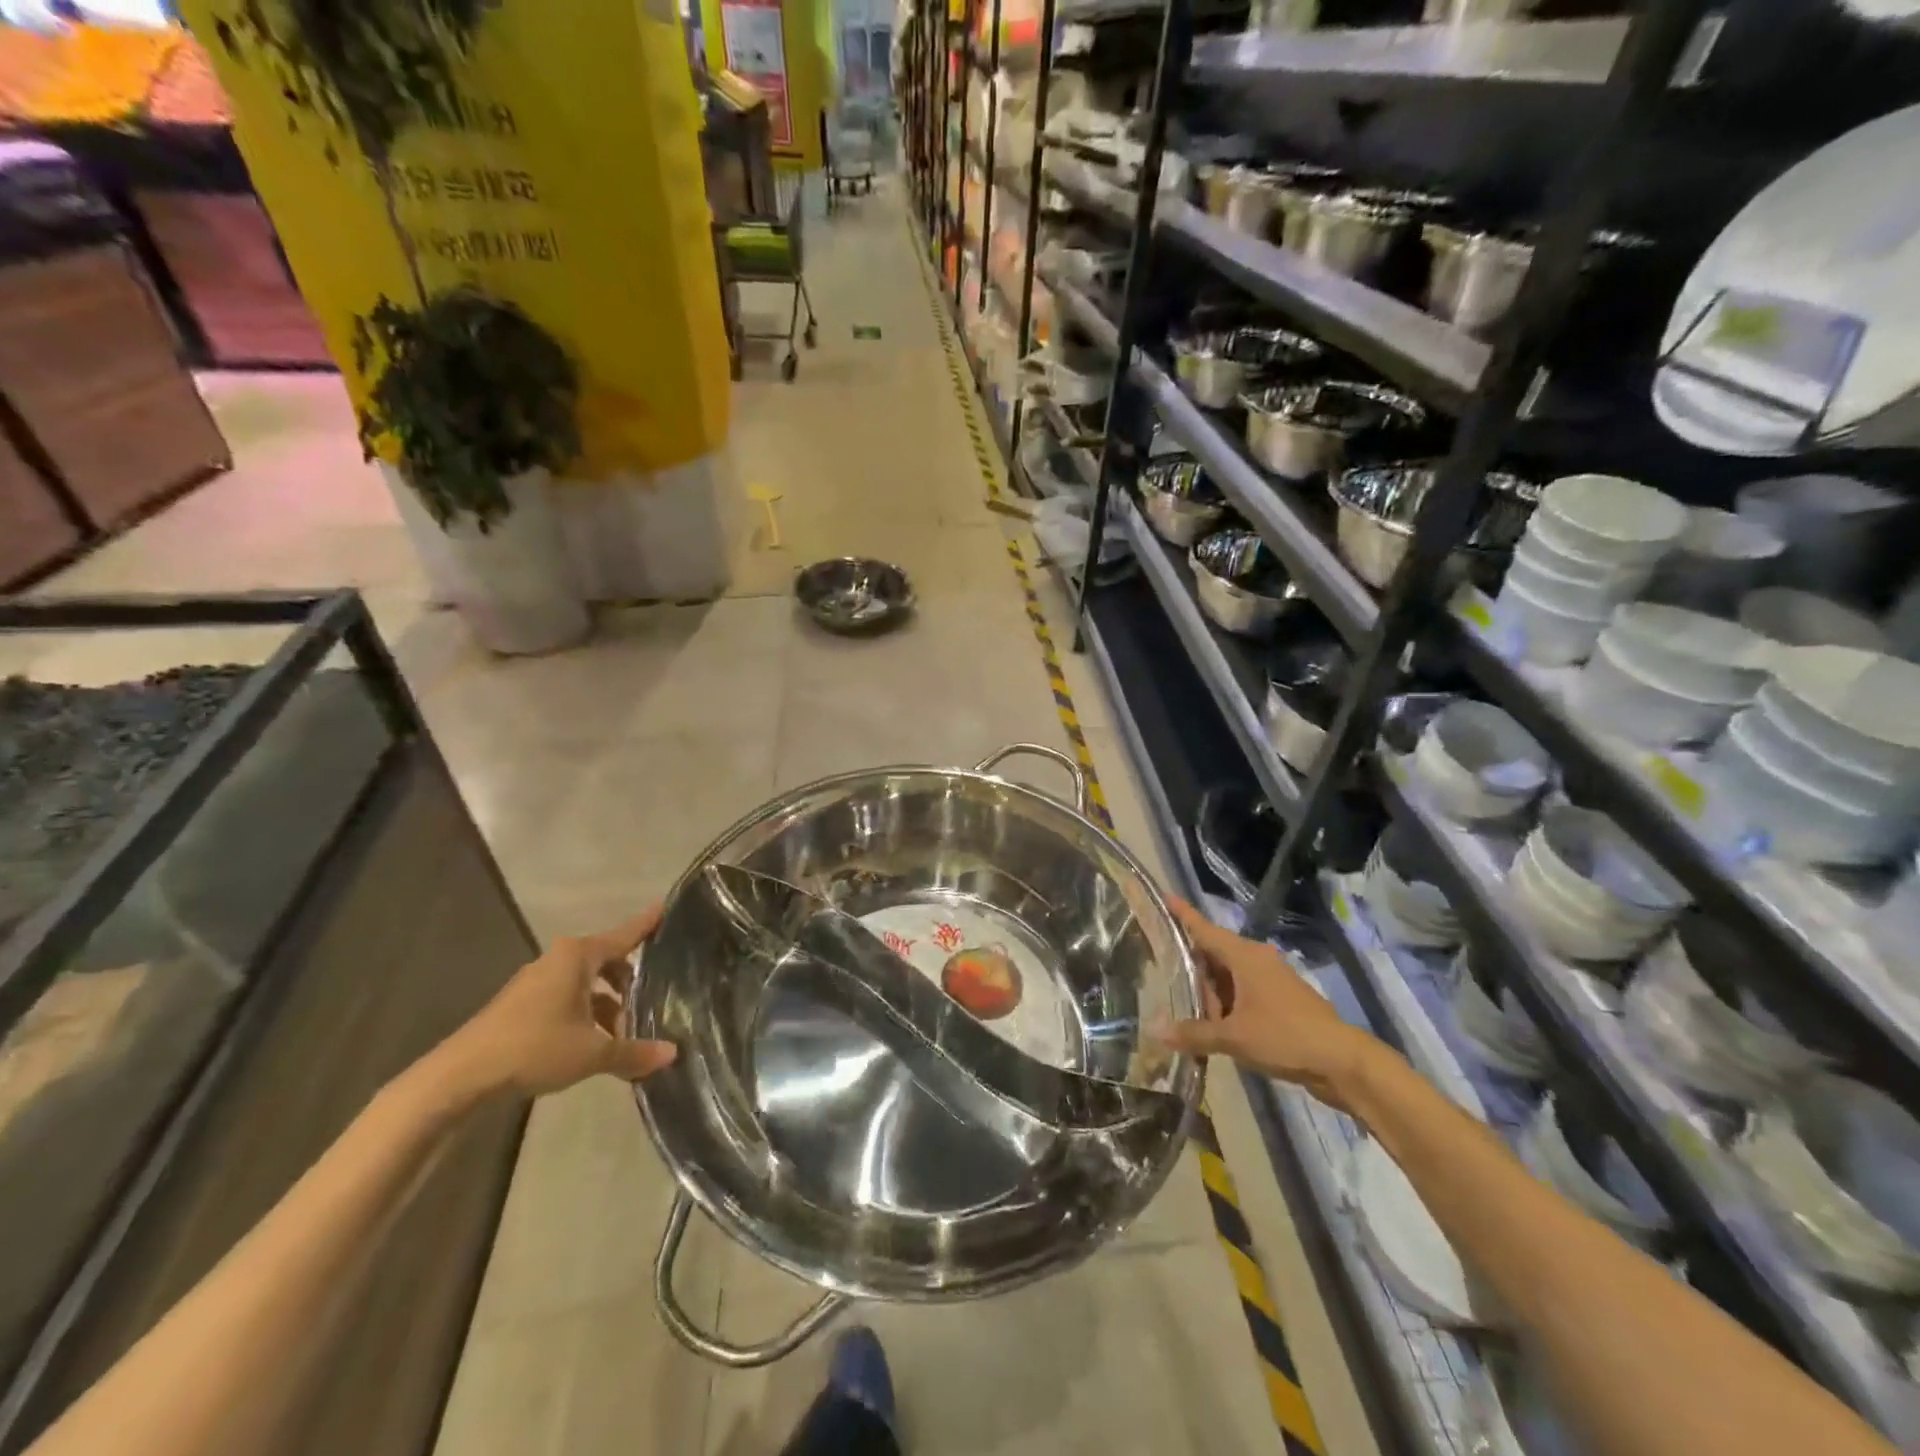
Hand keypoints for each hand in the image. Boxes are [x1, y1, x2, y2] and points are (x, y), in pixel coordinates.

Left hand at [440, 908, 678, 1098]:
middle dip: (629, 980)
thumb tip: (672, 1054)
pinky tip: (593, 1042)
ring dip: (607, 1003)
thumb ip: (633, 1052)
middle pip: (606, 961)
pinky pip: (566, 998)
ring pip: (585, 984)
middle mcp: (558, 960)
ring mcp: (536, 982)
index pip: (624, 935)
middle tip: (652, 998)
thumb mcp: (591, 1053)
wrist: (460, 1077)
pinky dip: (585, 1013)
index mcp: (578, 956)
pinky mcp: (521, 1005)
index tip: (664, 908)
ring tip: (625, 1032)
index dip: (646, 925)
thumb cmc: (534, 1048)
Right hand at [1157, 897, 1386, 1113]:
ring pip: (1228, 976)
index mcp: (1244, 956)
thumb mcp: (1234, 1037)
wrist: (1341, 1062)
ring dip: (1209, 991)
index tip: (1165, 896)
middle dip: (1191, 967)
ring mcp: (1271, 979)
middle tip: (1162, 975)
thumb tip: (1156, 1031)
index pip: (1204, 929)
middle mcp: (1256, 959)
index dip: (1183, 914)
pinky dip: (1226, 1003)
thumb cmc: (1285, 1036)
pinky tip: (1213, 1024)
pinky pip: (1243, 992)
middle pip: (1214, 954)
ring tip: (1183, 1007)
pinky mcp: (1280, 1000)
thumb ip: (1194, 1033)